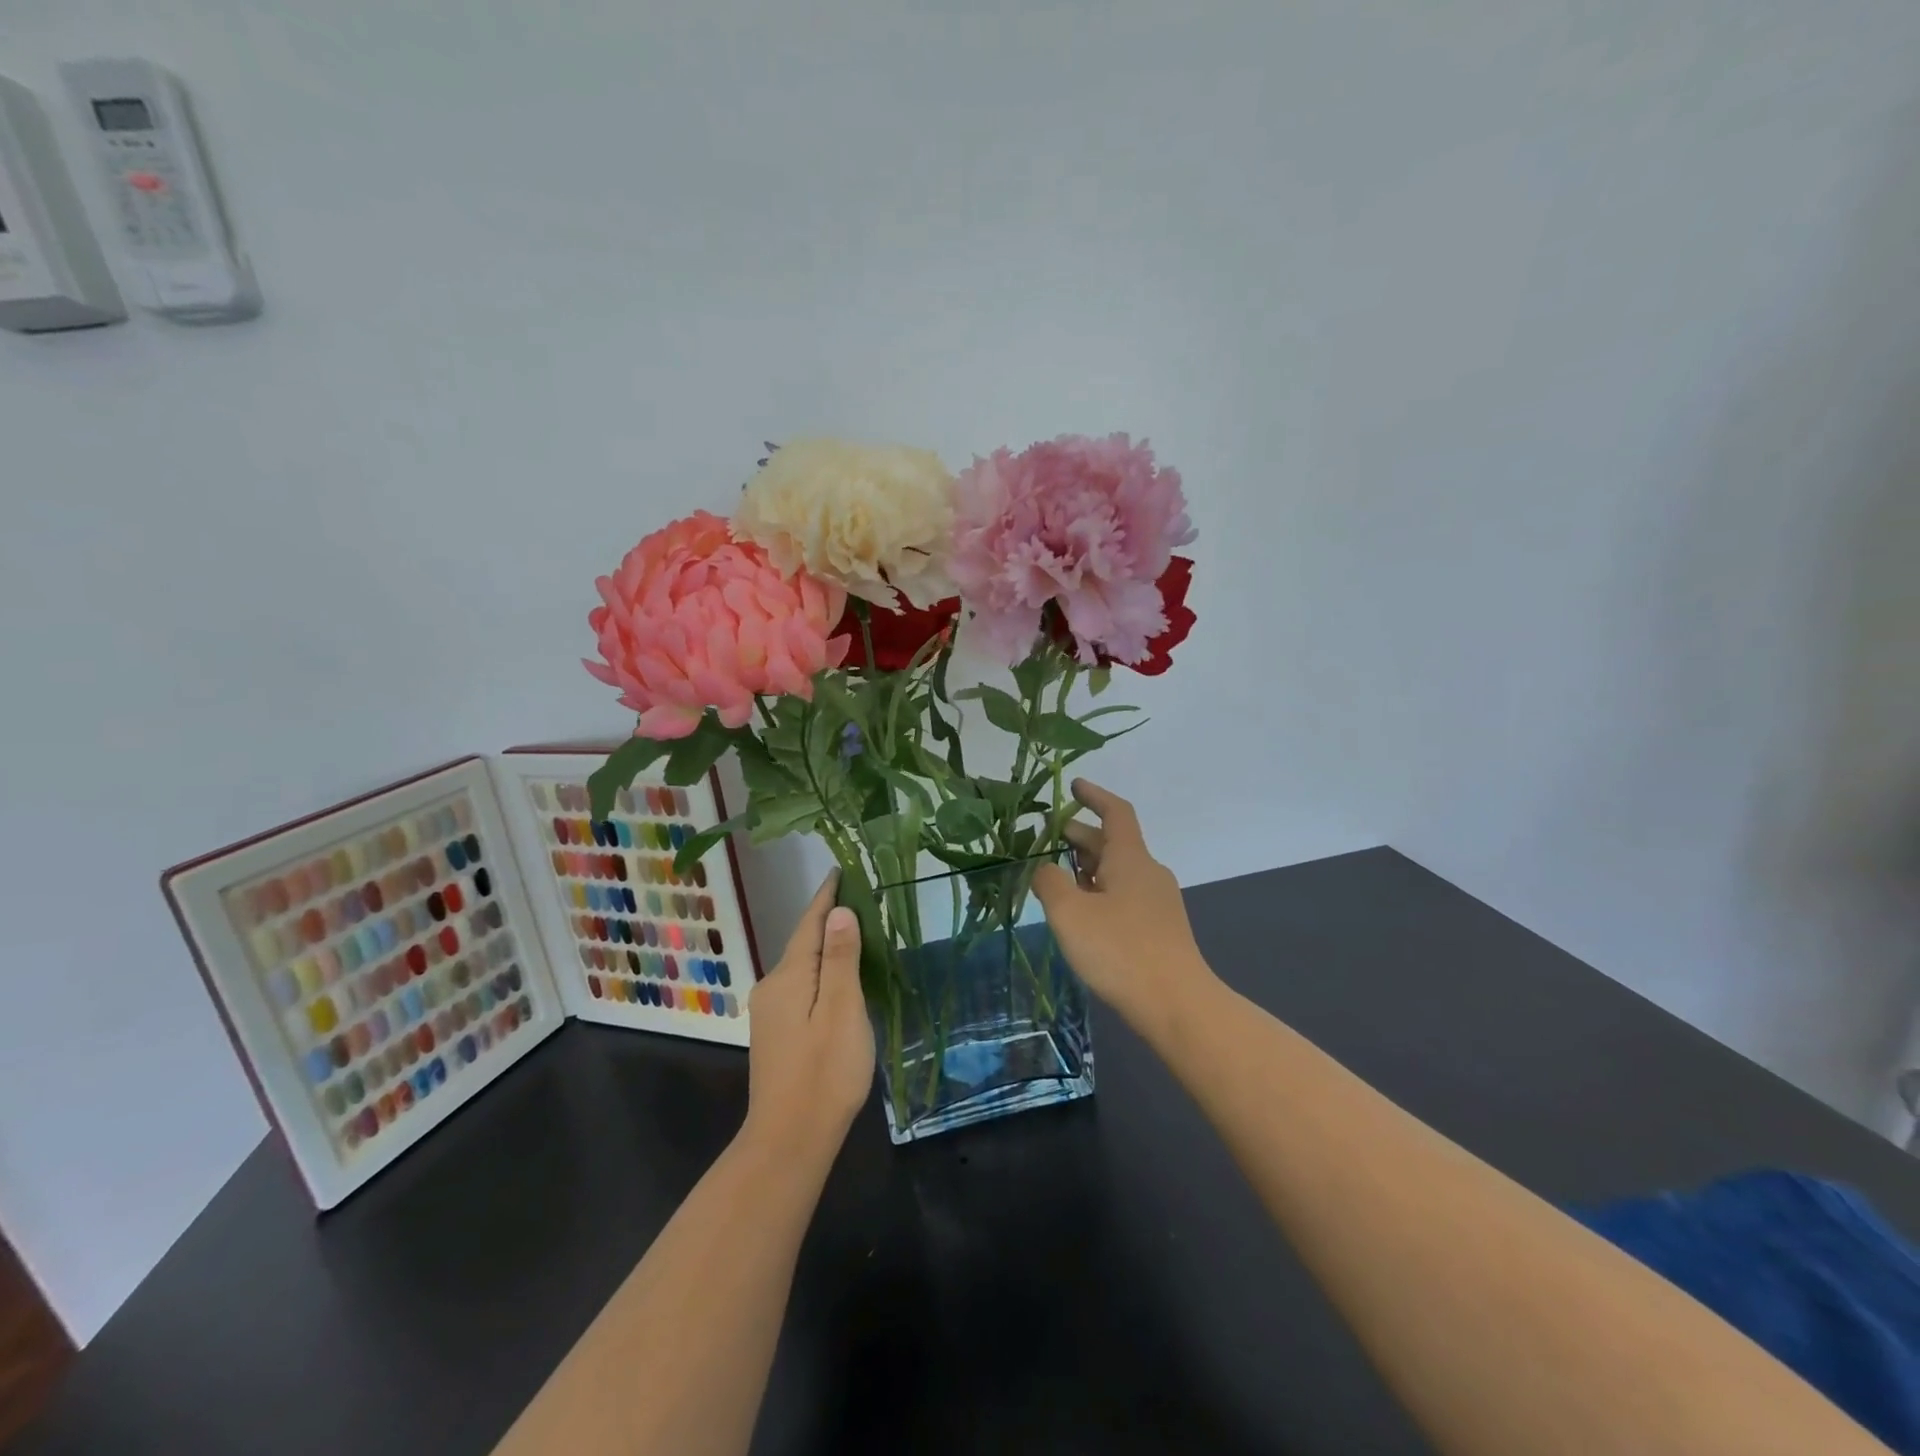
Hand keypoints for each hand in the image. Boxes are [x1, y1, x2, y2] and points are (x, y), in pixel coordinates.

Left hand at [742, 872, 875, 1164]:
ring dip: (825, 946)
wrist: (788, 1141)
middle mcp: (772, 987)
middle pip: (803, 941)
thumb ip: (840, 959)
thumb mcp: (842, 1011)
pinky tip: (837, 977)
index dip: (827, 896)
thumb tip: (839, 911)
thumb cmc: (824, 1073)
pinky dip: (821, 971)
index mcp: (789, 977)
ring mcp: (770, 1012)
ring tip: (854, 930)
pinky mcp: (775, 1032)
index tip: (840, 870)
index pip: (810, 923)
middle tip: (859, 896)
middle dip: (828, 917)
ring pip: (802, 966)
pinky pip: (801, 986)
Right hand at [1033, 780, 1217, 1038]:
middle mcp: (1148, 872)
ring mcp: (1157, 902)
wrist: (1177, 1004)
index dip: (1094, 796)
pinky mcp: (1159, 929)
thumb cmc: (1120, 950)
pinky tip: (1082, 913)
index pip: (1115, 812)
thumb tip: (1044, 869)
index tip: (1073, 787)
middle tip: (1047, 837)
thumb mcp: (1070, 913)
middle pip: (1112, 843)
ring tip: (1057, 876)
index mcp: (1130, 858)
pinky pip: (1124, 896)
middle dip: (1079, 836)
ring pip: (1117, 871)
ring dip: (1087, 867)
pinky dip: (1099, 891)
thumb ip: (1050, 883)